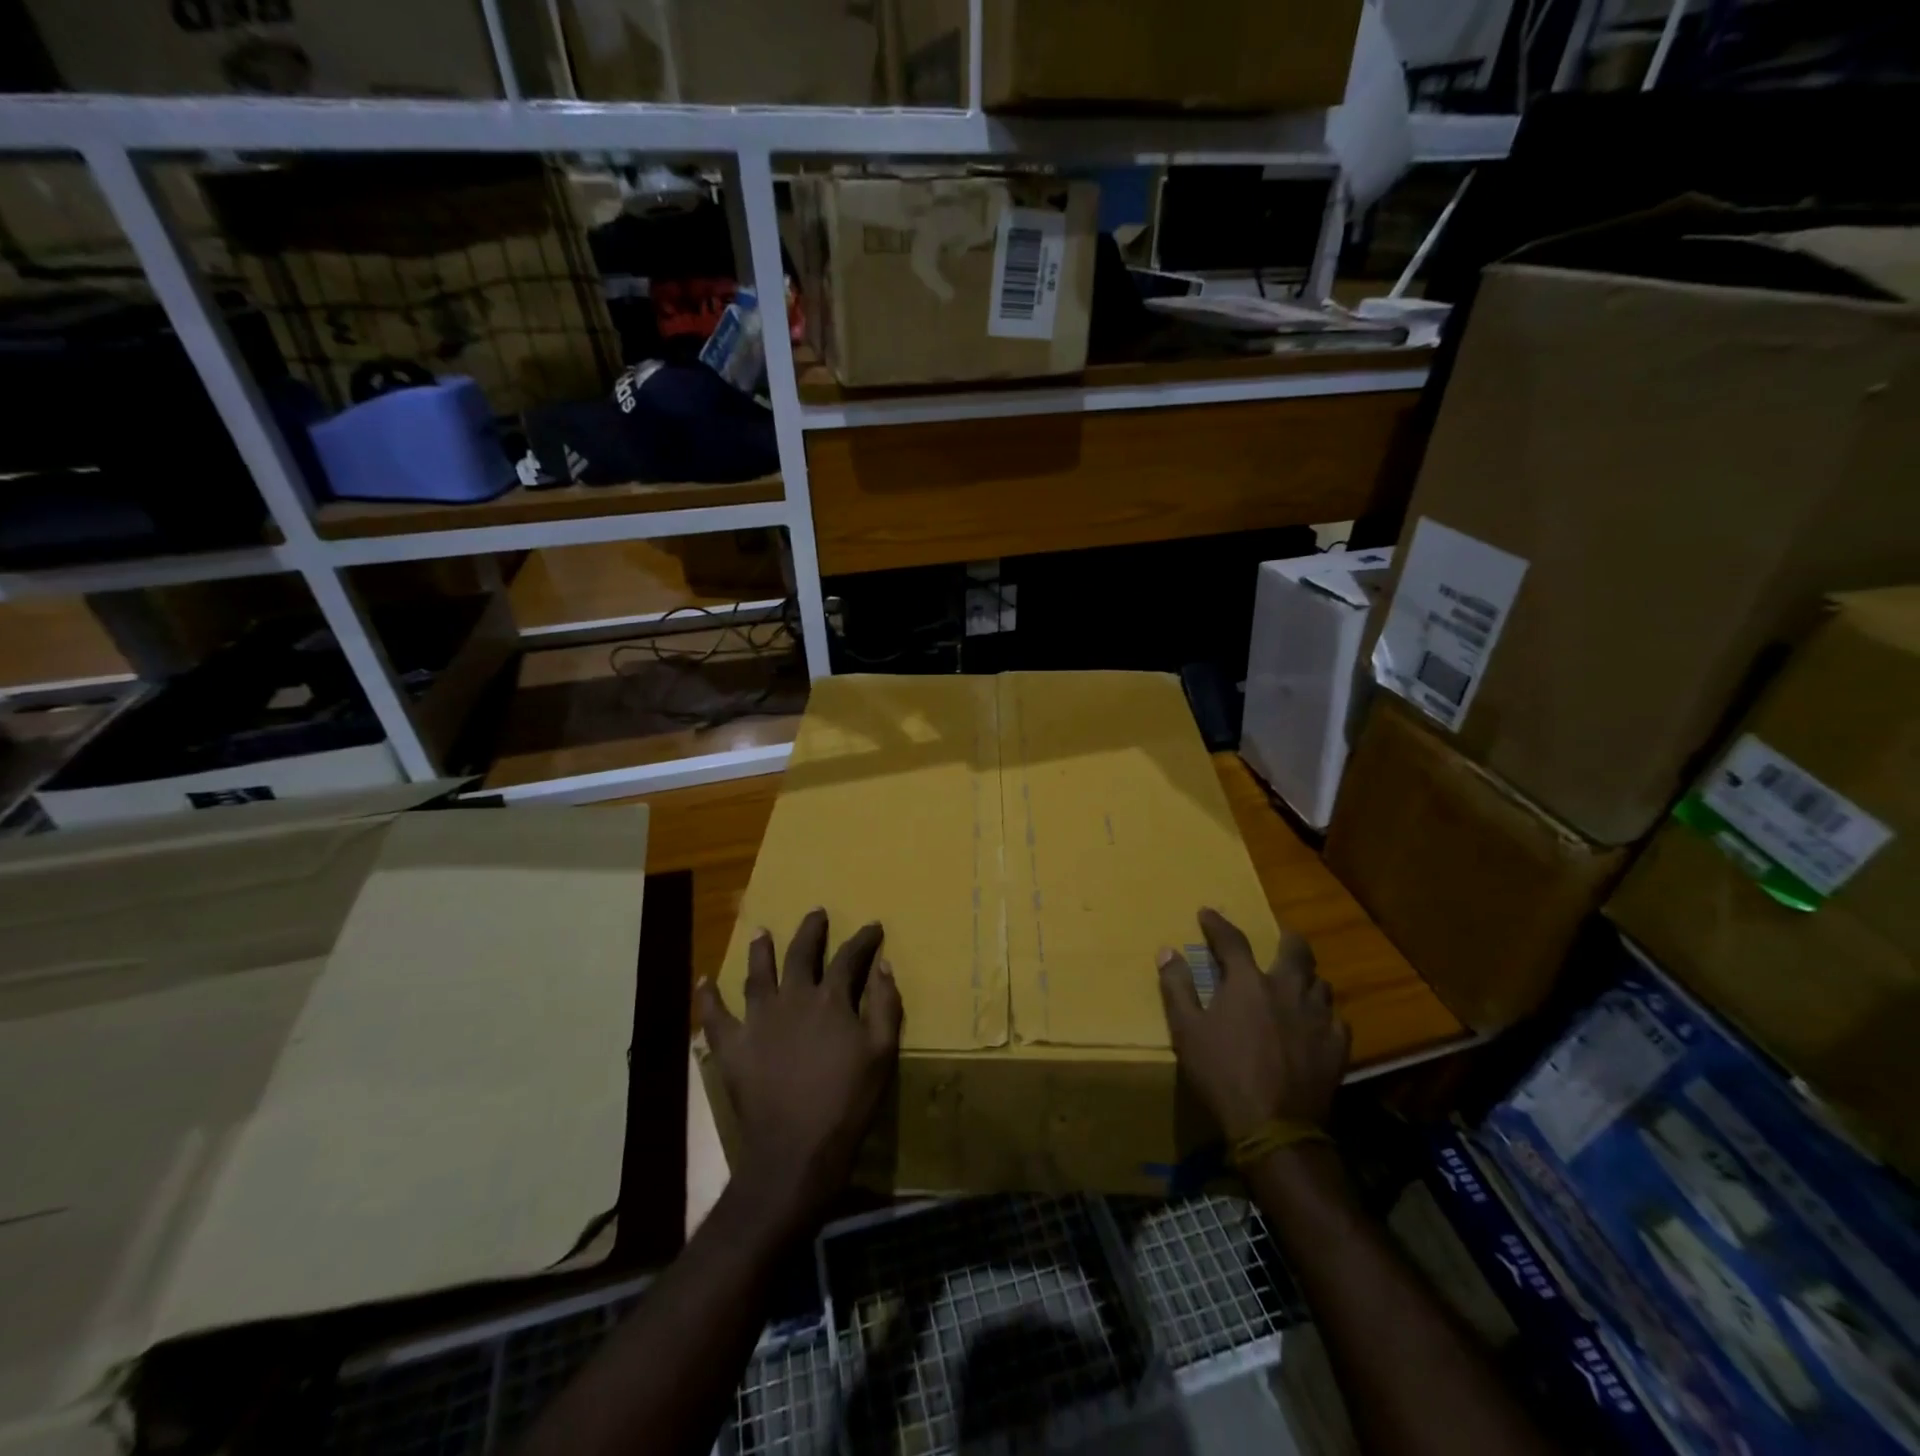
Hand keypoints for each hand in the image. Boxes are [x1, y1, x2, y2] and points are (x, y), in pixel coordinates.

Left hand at [697, 910, 902, 1236]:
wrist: (797, 1148)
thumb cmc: (847, 1100)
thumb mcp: (881, 1052)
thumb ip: (885, 1005)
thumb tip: (883, 965)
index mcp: (831, 1000)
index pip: (849, 958)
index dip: (863, 939)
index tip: (873, 926)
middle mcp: (792, 999)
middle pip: (801, 954)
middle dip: (811, 931)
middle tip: (816, 912)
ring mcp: (758, 1020)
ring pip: (757, 974)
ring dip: (760, 950)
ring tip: (761, 931)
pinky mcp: (733, 1047)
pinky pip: (716, 1016)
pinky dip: (708, 997)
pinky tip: (704, 980)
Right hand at [1157, 908, 1349, 1140]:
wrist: (1275, 1127)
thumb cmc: (1222, 1074)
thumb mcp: (1186, 1030)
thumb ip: (1177, 988)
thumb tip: (1167, 951)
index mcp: (1248, 983)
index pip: (1233, 940)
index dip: (1218, 924)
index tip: (1207, 913)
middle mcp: (1287, 990)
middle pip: (1295, 951)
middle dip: (1287, 939)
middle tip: (1280, 937)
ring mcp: (1317, 1018)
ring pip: (1320, 983)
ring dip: (1307, 977)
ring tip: (1299, 981)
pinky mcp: (1337, 1048)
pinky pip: (1336, 1020)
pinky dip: (1324, 1015)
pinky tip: (1317, 1024)